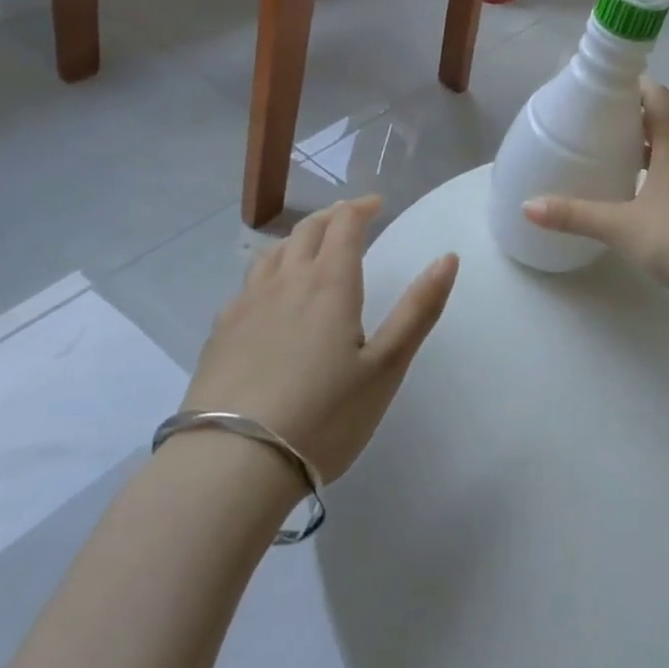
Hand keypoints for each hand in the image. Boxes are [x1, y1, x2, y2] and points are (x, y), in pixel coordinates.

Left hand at [182, 196, 457, 482]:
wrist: (232, 464)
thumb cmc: (323, 416)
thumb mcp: (386, 367)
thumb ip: (418, 309)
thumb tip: (448, 257)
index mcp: (329, 283)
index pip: (345, 224)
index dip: (362, 207)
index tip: (377, 204)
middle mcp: (286, 281)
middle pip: (307, 230)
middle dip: (331, 217)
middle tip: (349, 219)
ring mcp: (246, 305)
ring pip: (273, 253)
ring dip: (297, 240)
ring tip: (310, 248)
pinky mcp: (220, 332)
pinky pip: (247, 284)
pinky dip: (267, 272)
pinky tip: (268, 296)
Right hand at [522, 79, 668, 318]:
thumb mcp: (623, 226)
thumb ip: (576, 215)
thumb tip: (528, 206)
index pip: (656, 97)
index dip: (631, 85)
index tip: (599, 86)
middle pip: (659, 121)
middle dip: (627, 117)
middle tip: (589, 120)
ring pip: (666, 151)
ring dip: (639, 147)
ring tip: (602, 152)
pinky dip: (649, 174)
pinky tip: (627, 193)